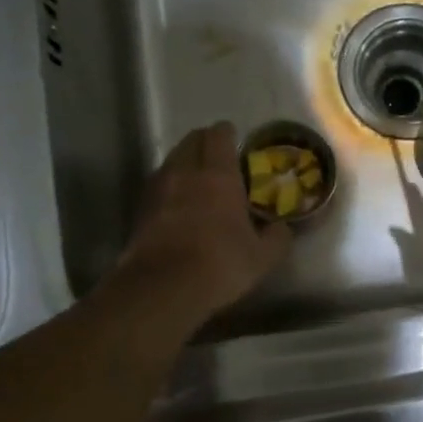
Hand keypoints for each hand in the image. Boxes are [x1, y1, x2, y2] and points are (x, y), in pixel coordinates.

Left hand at [110, 122, 291, 331]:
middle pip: (191, 140)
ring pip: (172, 160)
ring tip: (199, 180)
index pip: (219, 135)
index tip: (237, 141)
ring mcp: (158, 189)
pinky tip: (179, 205)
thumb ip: (277, 237)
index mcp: (218, 174)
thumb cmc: (220, 263)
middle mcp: (185, 172)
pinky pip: (159, 185)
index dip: (228, 134)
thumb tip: (282, 228)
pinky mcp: (140, 209)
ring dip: (185, 162)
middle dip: (205, 143)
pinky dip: (170, 186)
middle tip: (219, 157)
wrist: (162, 287)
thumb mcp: (262, 257)